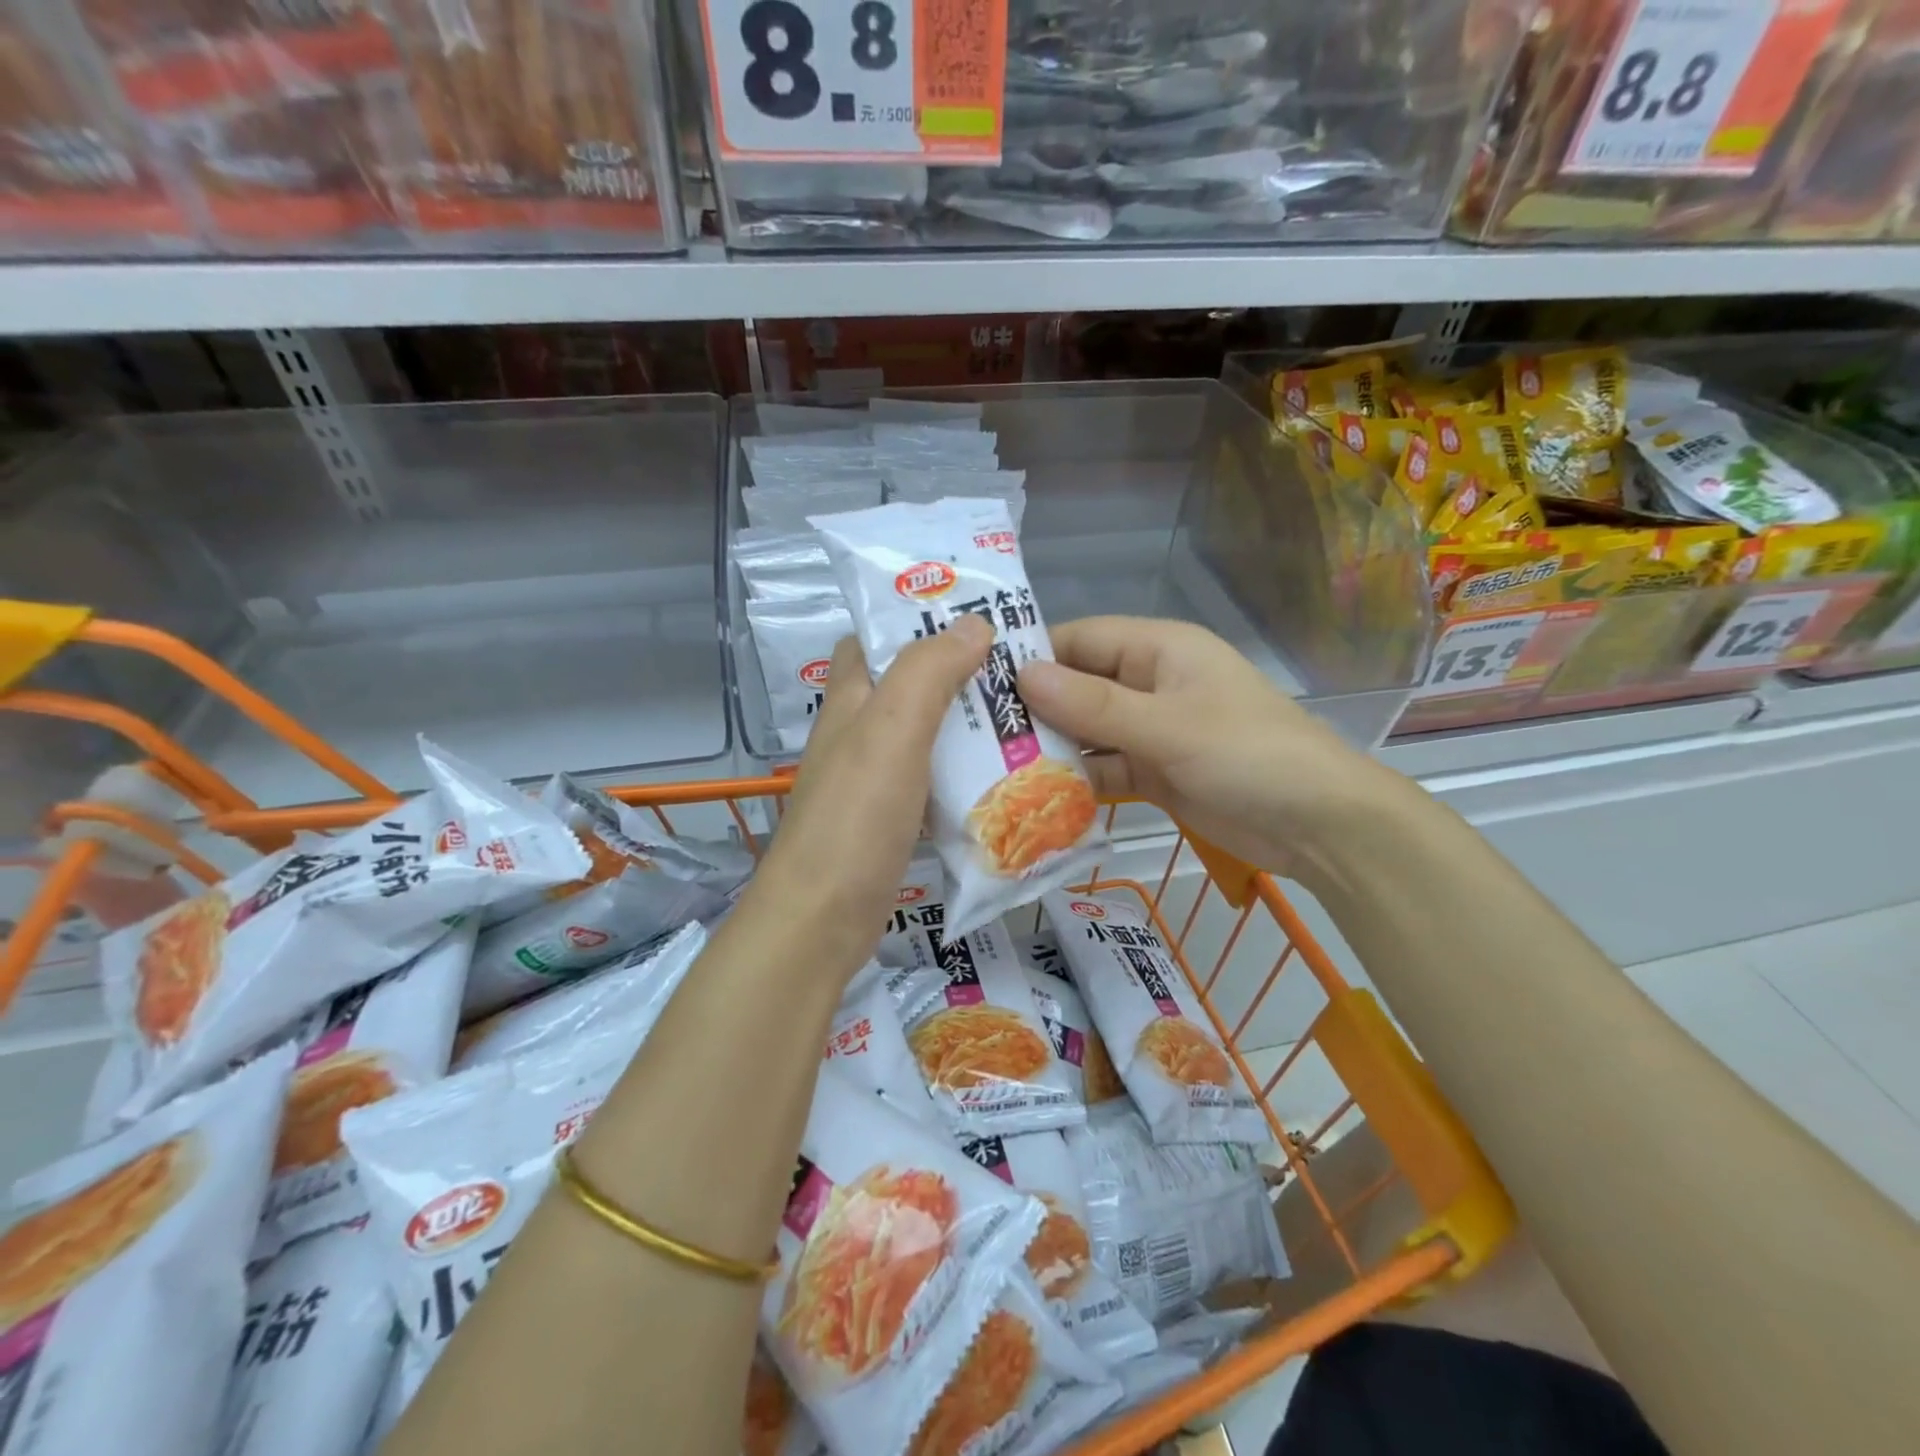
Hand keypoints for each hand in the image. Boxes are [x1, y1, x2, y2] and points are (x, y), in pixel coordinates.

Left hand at [742, 614, 991, 982]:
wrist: (820, 923)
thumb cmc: (854, 819)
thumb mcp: (892, 731)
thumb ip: (929, 672)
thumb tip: (974, 624)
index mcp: (851, 700)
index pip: (873, 639)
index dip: (916, 619)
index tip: (975, 616)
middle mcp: (860, 734)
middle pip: (910, 686)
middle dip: (960, 673)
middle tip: (1021, 671)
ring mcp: (875, 780)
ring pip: (928, 735)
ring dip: (969, 725)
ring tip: (1028, 717)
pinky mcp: (892, 821)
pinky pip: (935, 782)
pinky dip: (965, 773)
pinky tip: (1005, 777)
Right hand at [1016, 616, 1412, 882]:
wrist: (1321, 825)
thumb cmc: (1248, 754)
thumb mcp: (1167, 725)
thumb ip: (1093, 705)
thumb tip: (1022, 675)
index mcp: (1158, 649)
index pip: (1080, 640)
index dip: (1032, 656)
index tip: (977, 682)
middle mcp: (1150, 683)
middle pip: (1078, 687)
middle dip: (1034, 709)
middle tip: (972, 735)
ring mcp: (1152, 730)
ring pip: (1087, 732)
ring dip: (1051, 749)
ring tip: (992, 769)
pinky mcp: (1155, 773)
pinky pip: (1105, 769)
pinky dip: (1078, 782)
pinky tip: (1035, 798)